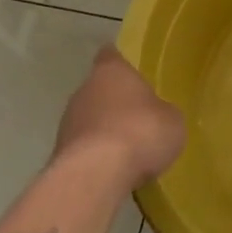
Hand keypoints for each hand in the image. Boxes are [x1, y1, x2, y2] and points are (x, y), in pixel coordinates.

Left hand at [50, 45, 185, 192]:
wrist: (96, 176)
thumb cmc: (141, 132)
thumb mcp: (172, 120)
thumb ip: (163, 112)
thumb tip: (159, 116)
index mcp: (111, 72)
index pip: (111, 55)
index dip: (121, 62)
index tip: (130, 70)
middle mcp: (84, 91)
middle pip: (99, 89)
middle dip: (114, 101)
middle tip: (137, 116)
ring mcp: (66, 123)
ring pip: (88, 120)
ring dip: (103, 130)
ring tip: (127, 148)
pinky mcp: (59, 155)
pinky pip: (83, 149)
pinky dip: (96, 155)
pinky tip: (113, 169)